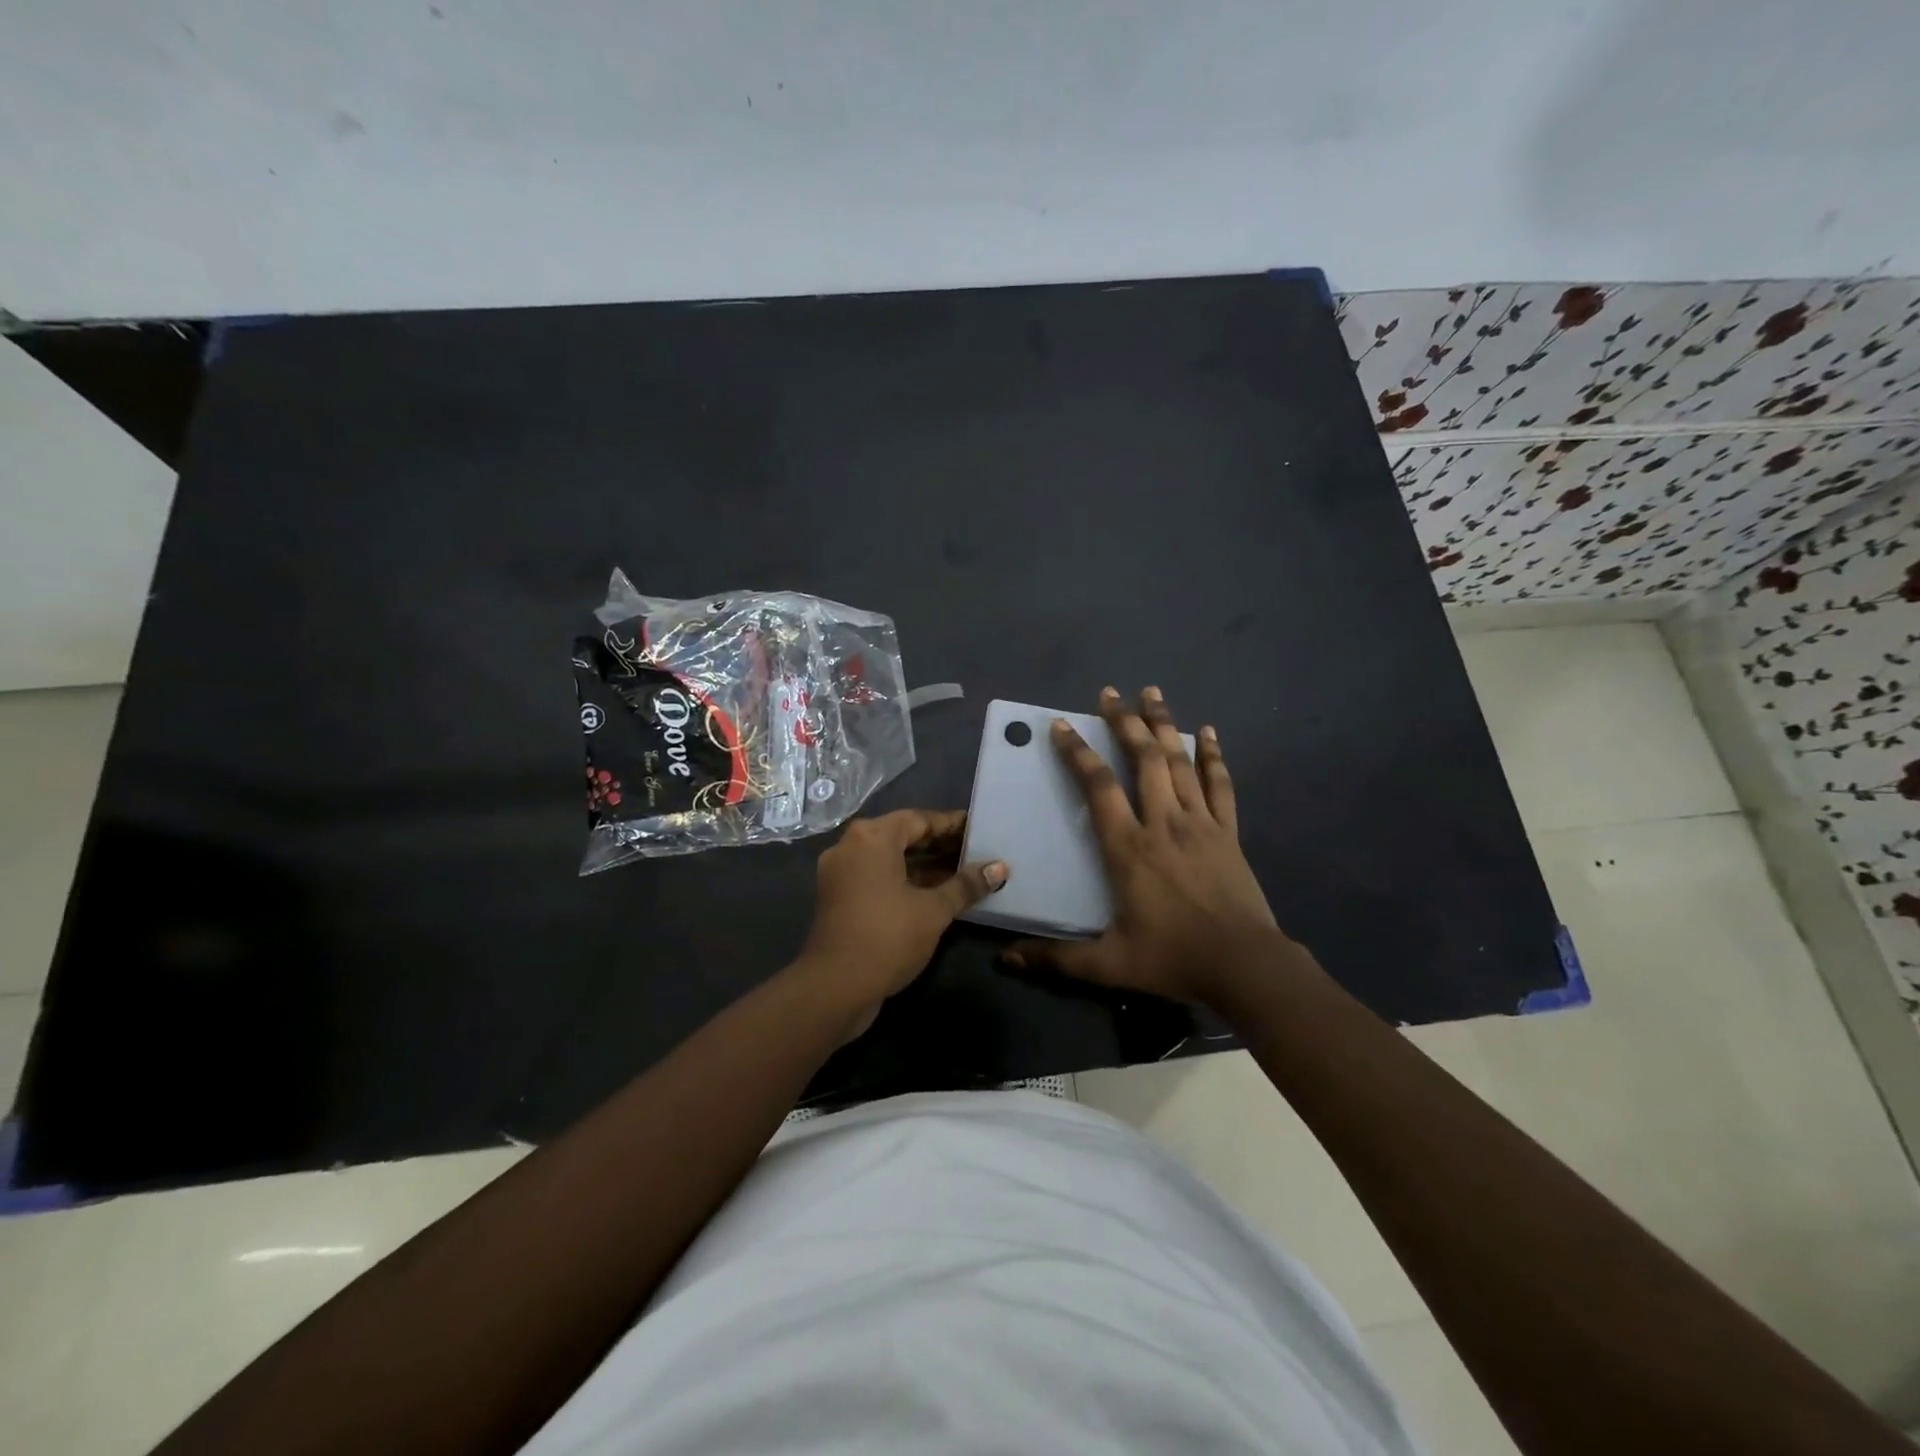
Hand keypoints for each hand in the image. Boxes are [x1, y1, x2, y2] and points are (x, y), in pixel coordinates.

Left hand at [797, 809, 1008, 1037]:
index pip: (919, 819)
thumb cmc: (888, 937)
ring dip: (924, 866)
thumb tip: (1000, 867)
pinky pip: (878, 877)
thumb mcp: (934, 910)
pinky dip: (905, 881)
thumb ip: (966, 885)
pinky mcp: (839, 897)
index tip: (980, 829)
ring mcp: (841, 873)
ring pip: (890, 859)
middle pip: (902, 836)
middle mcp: (851, 846)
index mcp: (872, 837)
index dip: (952, 825)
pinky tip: (936, 894)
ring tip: (963, 874)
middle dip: (939, 845)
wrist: (834, 988)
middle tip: (976, 852)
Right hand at [1003, 687, 1284, 1006]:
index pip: (1098, 788)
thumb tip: (1006, 958)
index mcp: (1129, 848)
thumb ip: (1056, 959)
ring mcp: (1200, 824)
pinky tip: (1208, 732)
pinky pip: (1220, 785)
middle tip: (1109, 693)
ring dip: (1164, 724)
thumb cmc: (1173, 959)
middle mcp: (1163, 823)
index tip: (1062, 726)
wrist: (1244, 965)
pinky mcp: (1228, 833)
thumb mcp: (1108, 964)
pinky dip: (1212, 756)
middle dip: (1124, 722)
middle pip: (1142, 760)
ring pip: (1179, 762)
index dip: (1078, 754)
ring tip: (1151, 692)